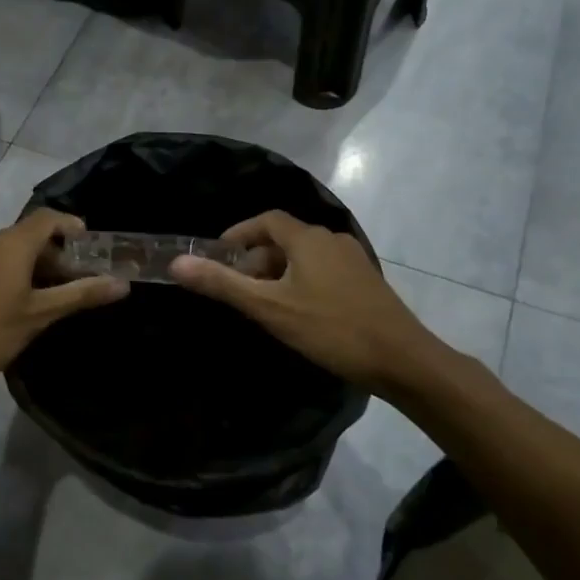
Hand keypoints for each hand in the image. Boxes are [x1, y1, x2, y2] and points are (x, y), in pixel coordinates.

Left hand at [0, 210, 126, 401]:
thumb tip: (122, 283)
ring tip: (50, 297)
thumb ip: (80, 295)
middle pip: (29, 235)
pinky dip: (11, 273)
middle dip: (56, 254)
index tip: (92, 247)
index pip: (49, 218)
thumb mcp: (39, 316)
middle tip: (77, 282)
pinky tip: (15, 305)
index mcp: (11, 243)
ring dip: (33, 266)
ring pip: (9, 251)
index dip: (72, 226)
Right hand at [169, 211, 454, 394]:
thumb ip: (223, 284)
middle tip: (237, 287)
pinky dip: (300, 281)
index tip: (218, 255)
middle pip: (285, 238)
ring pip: (304, 256)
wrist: (402, 360)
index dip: (239, 233)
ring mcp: (353, 260)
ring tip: (262, 303)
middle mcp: (332, 240)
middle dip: (256, 258)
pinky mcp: (365, 282)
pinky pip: (322, 270)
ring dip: (278, 272)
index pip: (266, 220)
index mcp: (308, 238)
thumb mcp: (269, 308)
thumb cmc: (330, 329)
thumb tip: (176, 264)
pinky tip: (298, 313)